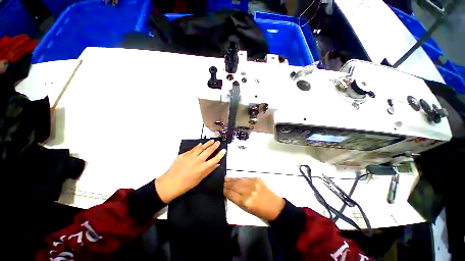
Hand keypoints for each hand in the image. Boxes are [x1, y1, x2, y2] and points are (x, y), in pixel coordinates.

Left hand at [155, 140, 225, 202]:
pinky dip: (197, 146)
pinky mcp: (184, 155)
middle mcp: (198, 160)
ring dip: (207, 143)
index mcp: (203, 168)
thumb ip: (209, 170)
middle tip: (218, 142)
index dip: (220, 154)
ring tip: (212, 140)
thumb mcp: (200, 179)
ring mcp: (190, 156)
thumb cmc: (186, 185)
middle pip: (209, 151)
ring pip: (201, 147)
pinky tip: (200, 144)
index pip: (215, 159)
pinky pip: (193, 149)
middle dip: (214, 146)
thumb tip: (217, 164)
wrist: (170, 183)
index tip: (224, 150)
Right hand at [224, 178, 284, 220]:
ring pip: (238, 180)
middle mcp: (248, 191)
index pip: (231, 194)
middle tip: (219, 181)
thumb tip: (228, 192)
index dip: (224, 190)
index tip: (218, 188)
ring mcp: (253, 183)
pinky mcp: (257, 178)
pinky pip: (244, 178)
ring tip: (224, 178)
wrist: (275, 206)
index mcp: (245, 202)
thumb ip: (236, 200)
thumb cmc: (260, 212)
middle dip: (226, 183)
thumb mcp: (246, 210)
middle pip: (234, 185)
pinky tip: (234, 178)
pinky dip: (238, 178)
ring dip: (231, 179)